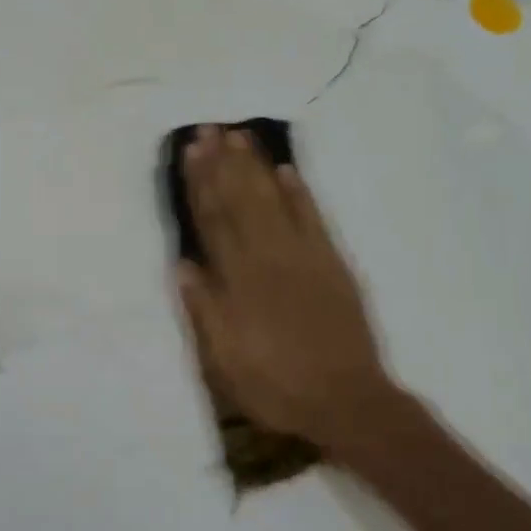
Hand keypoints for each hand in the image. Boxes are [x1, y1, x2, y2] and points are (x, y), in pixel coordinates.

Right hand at [175, 127, 397, 448]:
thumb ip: (204, 309)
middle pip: (240, 201)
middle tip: (209, 128)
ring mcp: (304, 256)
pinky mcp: (332, 262)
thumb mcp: (225, 360)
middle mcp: (269, 257)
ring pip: (273, 200)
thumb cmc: (277, 384)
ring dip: (255, 167)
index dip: (200, 184)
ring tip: (239, 136)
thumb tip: (183, 264)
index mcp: (240, 280)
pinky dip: (299, 192)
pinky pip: (314, 218)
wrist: (347, 401)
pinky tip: (286, 170)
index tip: (190, 152)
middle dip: (223, 163)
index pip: (213, 221)